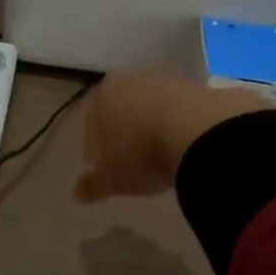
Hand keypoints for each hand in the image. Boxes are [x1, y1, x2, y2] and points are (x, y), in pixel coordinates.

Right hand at [73, 73, 268, 203]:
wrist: (199, 132)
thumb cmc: (142, 154)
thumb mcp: (112, 179)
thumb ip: (92, 185)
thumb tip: (76, 194)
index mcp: (103, 96)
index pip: (91, 122)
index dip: (93, 146)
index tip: (99, 166)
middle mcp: (132, 80)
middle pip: (121, 109)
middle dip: (122, 132)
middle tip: (128, 159)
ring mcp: (167, 80)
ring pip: (152, 106)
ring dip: (152, 126)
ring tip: (160, 154)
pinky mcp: (199, 86)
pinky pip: (181, 109)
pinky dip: (178, 125)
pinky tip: (184, 145)